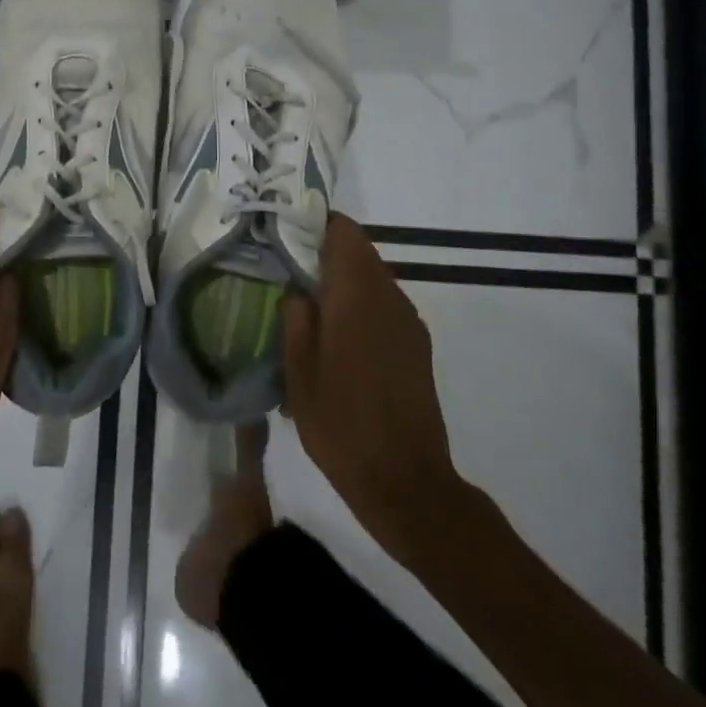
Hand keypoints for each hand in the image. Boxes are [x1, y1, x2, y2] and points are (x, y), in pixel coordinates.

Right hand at [282, 214, 459, 541]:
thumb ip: (296, 319)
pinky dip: (361, 304)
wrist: (406, 482)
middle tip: (290, 269)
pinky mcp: (417, 346)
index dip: (317, 224)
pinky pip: (385, 305)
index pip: (344, 233)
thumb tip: (298, 289)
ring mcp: (408, 323)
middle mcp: (389, 299)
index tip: (288, 232)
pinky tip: (338, 336)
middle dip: (326, 253)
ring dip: (344, 280)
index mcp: (357, 297)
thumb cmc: (341, 425)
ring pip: (374, 278)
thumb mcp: (298, 373)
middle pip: (360, 252)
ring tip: (310, 304)